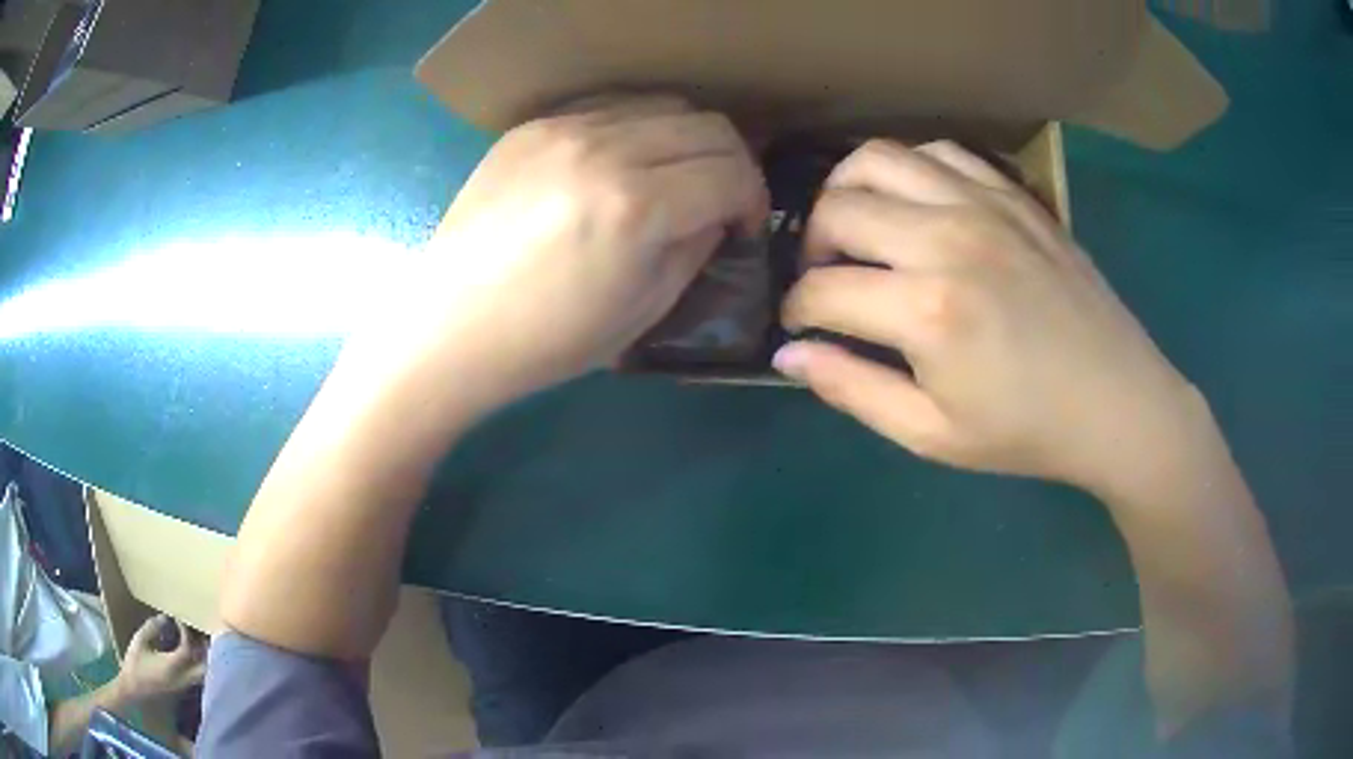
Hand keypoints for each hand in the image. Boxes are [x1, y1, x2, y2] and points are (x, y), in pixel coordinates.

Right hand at [118, 615, 205, 699]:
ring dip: (202, 658)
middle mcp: (181, 678)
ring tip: (196, 639)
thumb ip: (152, 628)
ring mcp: (183, 685)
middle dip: (205, 651)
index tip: (179, 619)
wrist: (134, 688)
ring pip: (201, 674)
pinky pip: (195, 676)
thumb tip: (165, 618)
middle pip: (203, 667)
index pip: (187, 649)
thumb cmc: (135, 664)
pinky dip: (196, 664)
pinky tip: (190, 651)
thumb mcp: (140, 641)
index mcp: (171, 666)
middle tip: (199, 632)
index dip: (185, 633)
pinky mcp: (181, 687)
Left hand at [413, 95, 766, 403]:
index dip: (753, 199)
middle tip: (719, 200)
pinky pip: (610, 107)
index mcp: (637, 207)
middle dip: (731, 163)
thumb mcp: (645, 310)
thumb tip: (717, 212)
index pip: (731, 172)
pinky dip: (637, 129)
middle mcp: (604, 150)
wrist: (451, 326)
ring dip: (686, 140)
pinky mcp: (531, 126)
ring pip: (662, 105)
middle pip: (707, 125)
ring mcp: (562, 129)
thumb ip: (696, 247)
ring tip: (672, 178)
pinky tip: (622, 164)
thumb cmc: (547, 340)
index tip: (742, 226)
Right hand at [777, 139, 1202, 495]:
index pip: (821, 291)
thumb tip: (789, 354)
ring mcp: (982, 206)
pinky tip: (915, 205)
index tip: (798, 326)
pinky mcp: (1012, 195)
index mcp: (925, 311)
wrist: (1116, 402)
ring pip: (877, 159)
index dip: (795, 311)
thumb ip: (853, 390)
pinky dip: (909, 170)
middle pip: (837, 209)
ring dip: (848, 190)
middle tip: (825, 278)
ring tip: (856, 226)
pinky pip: (939, 153)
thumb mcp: (931, 434)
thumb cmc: (1027, 431)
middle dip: (811, 246)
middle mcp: (946, 240)